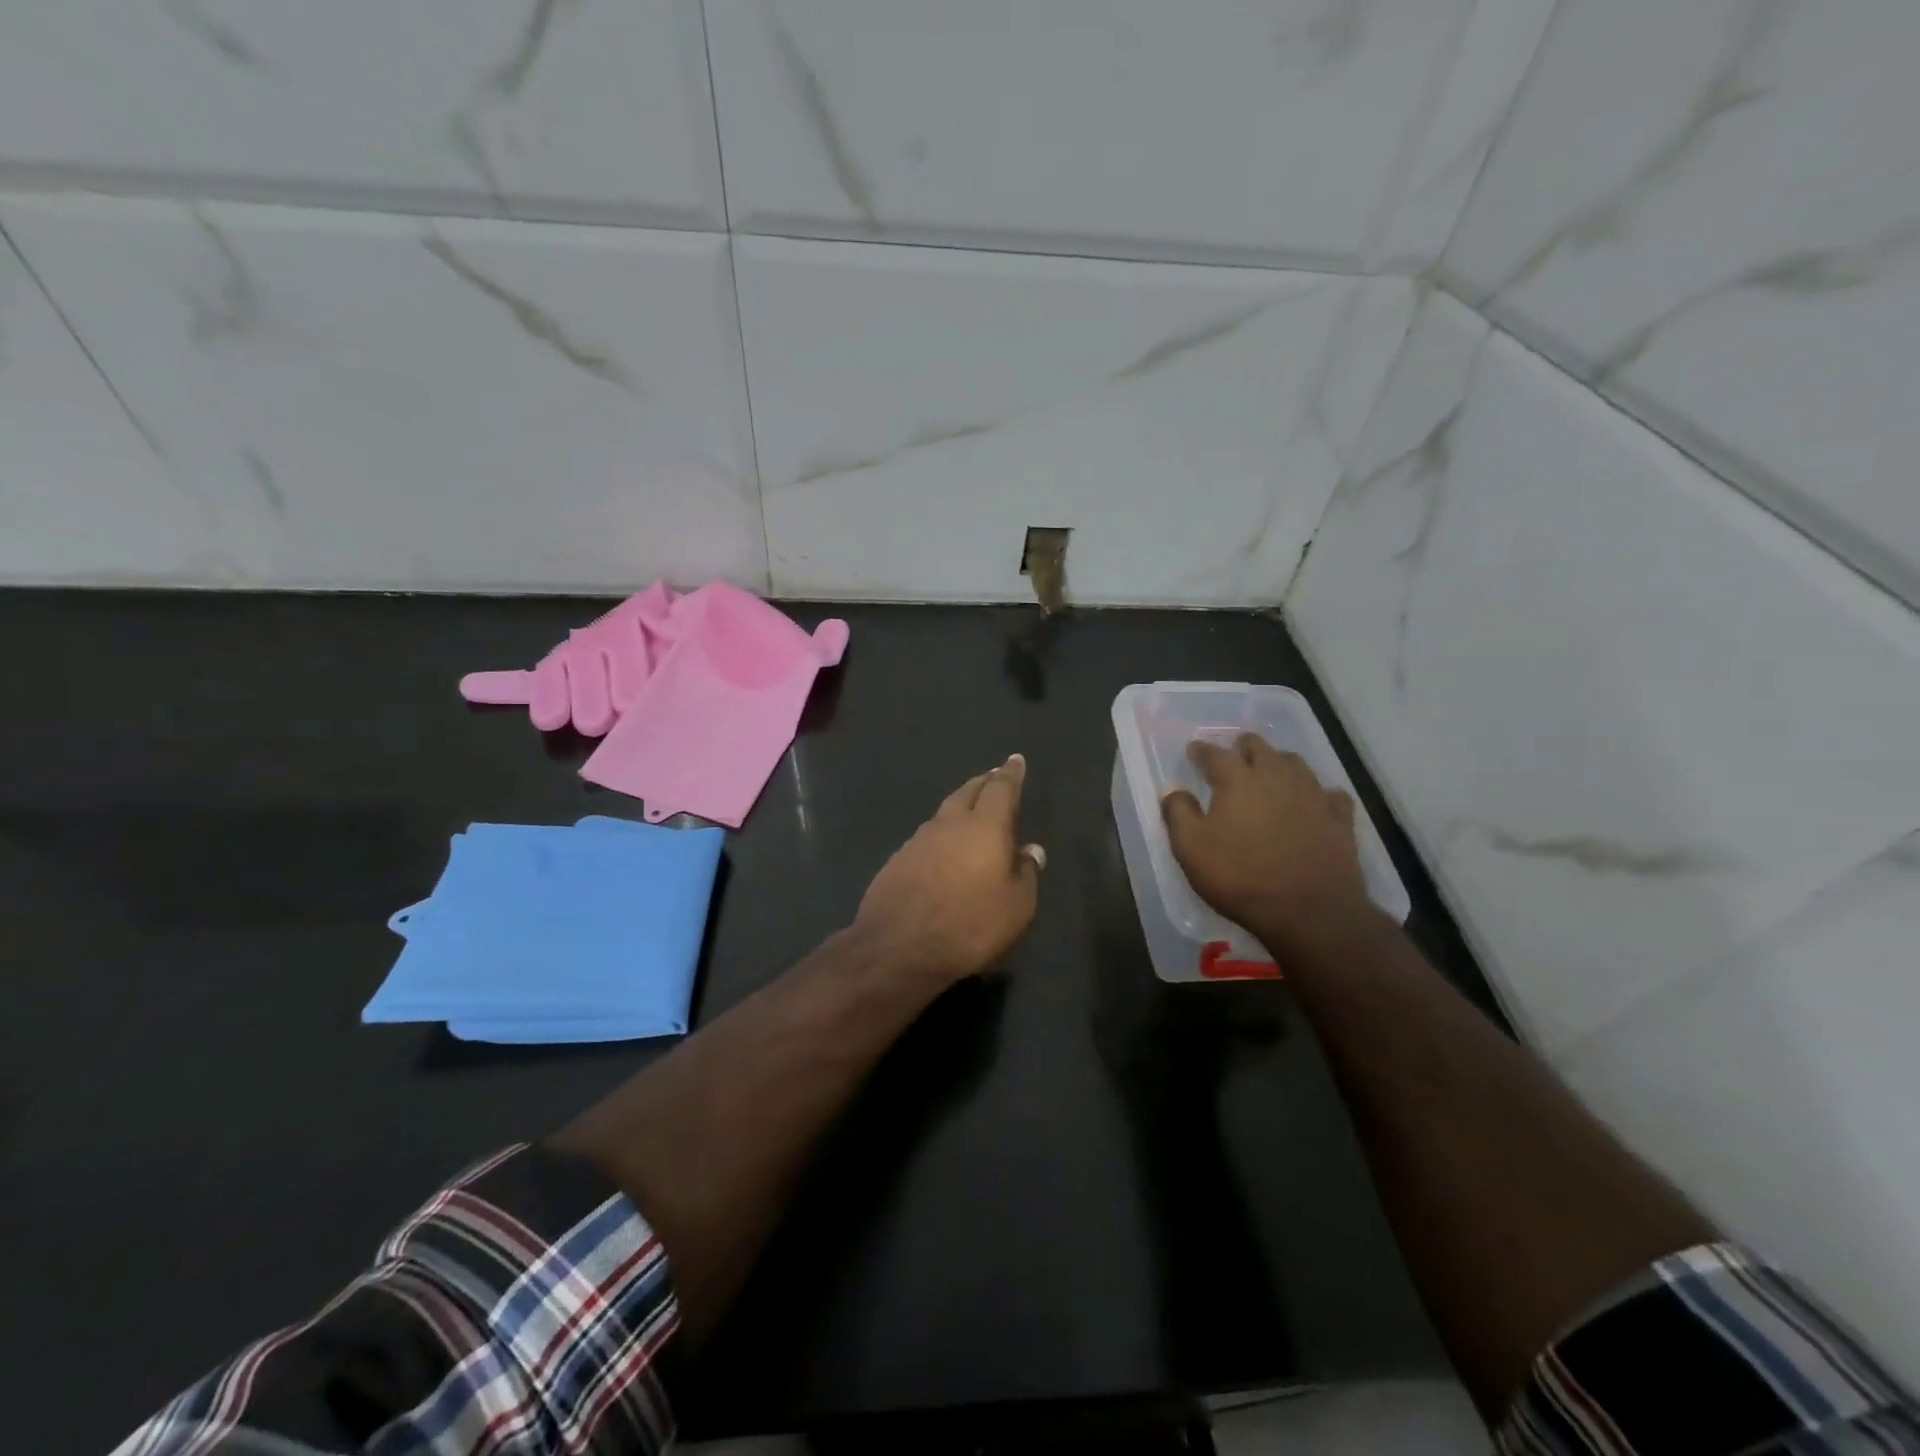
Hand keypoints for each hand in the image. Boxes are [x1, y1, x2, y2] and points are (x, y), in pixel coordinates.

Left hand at [854, 754, 1044, 983]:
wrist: (897, 947)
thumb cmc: (968, 925)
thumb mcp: (1015, 907)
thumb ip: (1026, 873)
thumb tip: (1031, 850)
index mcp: (983, 827)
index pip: (1001, 789)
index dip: (1010, 774)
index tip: (1015, 759)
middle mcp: (949, 824)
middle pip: (967, 792)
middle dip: (983, 783)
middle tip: (993, 778)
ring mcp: (918, 840)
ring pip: (944, 813)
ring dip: (959, 807)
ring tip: (970, 812)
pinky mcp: (897, 860)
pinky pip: (926, 837)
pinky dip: (941, 835)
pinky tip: (942, 850)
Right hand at [1161, 734, 1373, 954]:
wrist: (1309, 911)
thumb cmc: (1240, 877)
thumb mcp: (1191, 849)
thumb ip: (1178, 813)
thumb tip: (1173, 790)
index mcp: (1238, 780)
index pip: (1215, 754)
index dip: (1201, 750)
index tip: (1193, 750)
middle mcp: (1276, 777)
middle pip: (1260, 747)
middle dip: (1243, 747)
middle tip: (1234, 755)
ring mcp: (1313, 795)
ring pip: (1296, 763)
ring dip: (1279, 762)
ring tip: (1270, 771)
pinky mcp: (1339, 818)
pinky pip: (1330, 794)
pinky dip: (1318, 793)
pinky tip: (1314, 801)